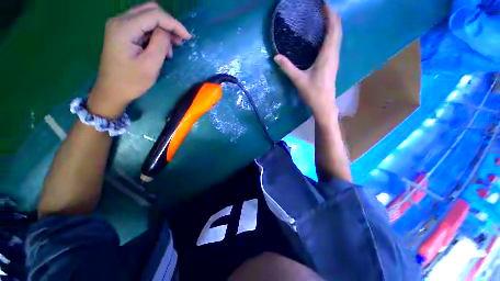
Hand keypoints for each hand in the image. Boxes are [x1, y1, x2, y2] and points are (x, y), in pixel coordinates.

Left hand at [88, 2, 191, 117]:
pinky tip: (160, 47)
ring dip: (162, 30)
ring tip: (170, 49)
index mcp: (124, 28)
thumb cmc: (131, 81)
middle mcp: (119, 20)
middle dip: (168, 24)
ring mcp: (119, 25)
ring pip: (147, 17)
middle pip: (150, 10)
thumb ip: (159, 43)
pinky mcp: (122, 32)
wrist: (111, 91)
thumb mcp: (150, 65)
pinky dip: (155, 34)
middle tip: (180, 41)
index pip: (154, 15)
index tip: (187, 38)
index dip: (174, 24)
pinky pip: (142, 25)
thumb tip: (167, 32)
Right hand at [274, 6, 341, 121]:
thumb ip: (287, 67)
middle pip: (338, 30)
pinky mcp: (333, 64)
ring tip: (323, 18)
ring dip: (333, 25)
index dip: (330, 14)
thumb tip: (276, 56)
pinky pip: (335, 44)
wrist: (324, 105)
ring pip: (338, 36)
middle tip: (322, 8)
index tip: (323, 4)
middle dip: (332, 16)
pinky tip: (324, 36)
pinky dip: (332, 34)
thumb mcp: (298, 80)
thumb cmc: (312, 93)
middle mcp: (334, 54)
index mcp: (327, 55)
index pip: (333, 29)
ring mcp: (335, 59)